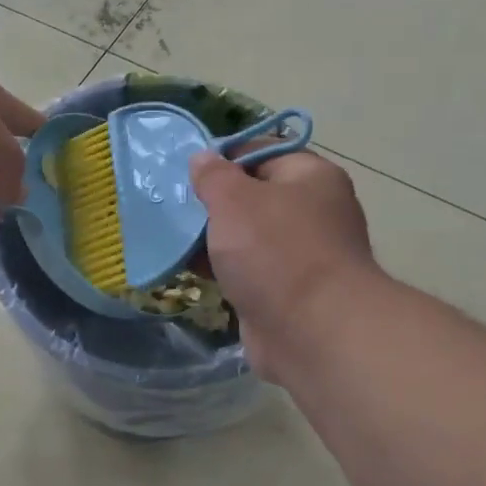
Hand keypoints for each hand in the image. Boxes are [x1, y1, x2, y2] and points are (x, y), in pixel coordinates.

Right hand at [189, 148, 377, 379]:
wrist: (313, 333)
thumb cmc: (275, 251)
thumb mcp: (235, 199)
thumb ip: (214, 175)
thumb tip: (203, 157)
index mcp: (311, 177)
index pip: (262, 152)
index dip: (223, 157)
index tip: (186, 170)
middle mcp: (312, 211)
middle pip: (253, 196)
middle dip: (212, 202)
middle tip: (172, 205)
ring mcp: (300, 255)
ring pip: (246, 236)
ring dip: (212, 238)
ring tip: (171, 236)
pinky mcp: (285, 292)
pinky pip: (246, 270)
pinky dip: (221, 269)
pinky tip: (189, 269)